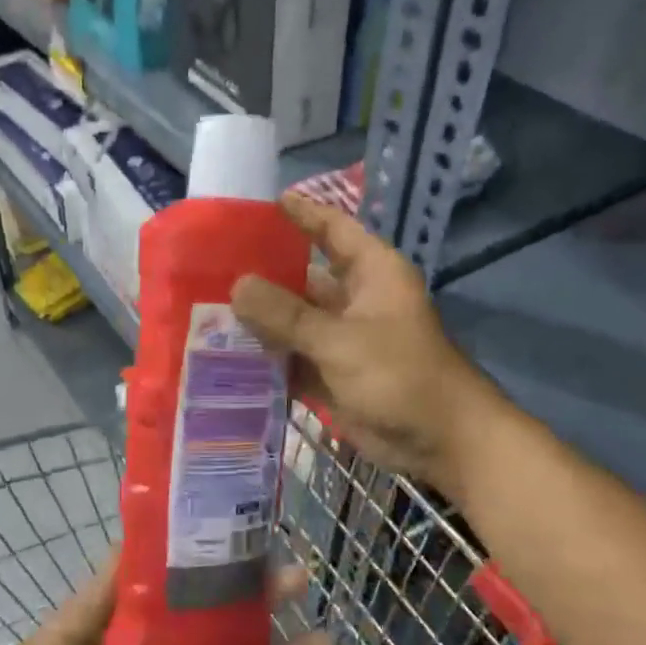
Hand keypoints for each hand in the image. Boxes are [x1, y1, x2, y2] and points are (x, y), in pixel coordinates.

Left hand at [0, 558, 329, 644]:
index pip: (190, 589)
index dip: (217, 564)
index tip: (245, 536)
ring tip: (326, 640)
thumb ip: (103, 592)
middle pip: (231, 625)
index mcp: (147, 632)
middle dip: (265, 601)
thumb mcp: (66, 638)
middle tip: (299, 576)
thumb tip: (134, 535)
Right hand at [229, 194, 505, 498]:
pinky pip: (293, 357)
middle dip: (263, 274)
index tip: (262, 203)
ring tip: (206, 308)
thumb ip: (286, 314)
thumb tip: (237, 286)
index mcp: (370, 273)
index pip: (332, 229)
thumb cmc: (399, 375)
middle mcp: (354, 299)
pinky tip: (225, 354)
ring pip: (293, 320)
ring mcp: (342, 339)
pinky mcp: (332, 373)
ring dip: (259, 320)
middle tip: (212, 267)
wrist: (439, 441)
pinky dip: (267, 358)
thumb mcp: (340, 340)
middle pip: (303, 277)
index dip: (302, 214)